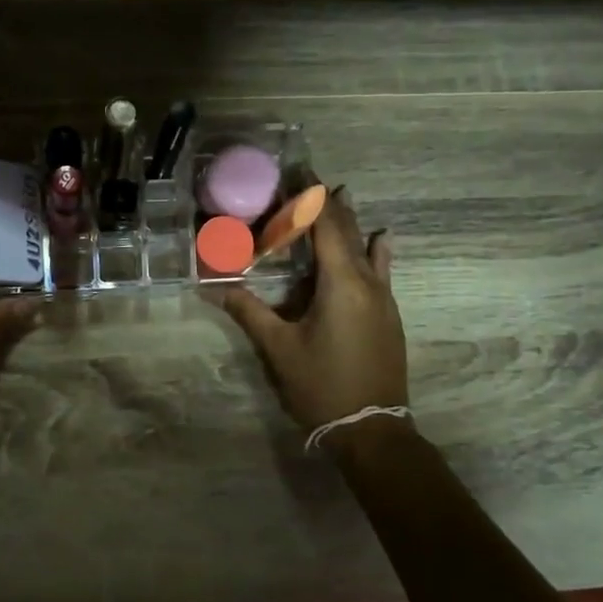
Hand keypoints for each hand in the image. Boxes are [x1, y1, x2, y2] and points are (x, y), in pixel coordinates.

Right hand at [220, 190, 407, 436]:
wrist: (372, 430)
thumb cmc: (322, 386)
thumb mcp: (279, 349)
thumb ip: (249, 312)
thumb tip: (214, 287)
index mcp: (341, 283)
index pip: (326, 226)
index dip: (311, 197)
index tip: (298, 172)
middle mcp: (368, 282)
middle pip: (348, 231)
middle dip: (328, 204)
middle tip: (308, 180)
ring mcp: (383, 299)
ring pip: (367, 248)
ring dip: (351, 222)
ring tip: (342, 195)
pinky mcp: (388, 315)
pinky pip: (380, 270)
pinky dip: (374, 249)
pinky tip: (381, 239)